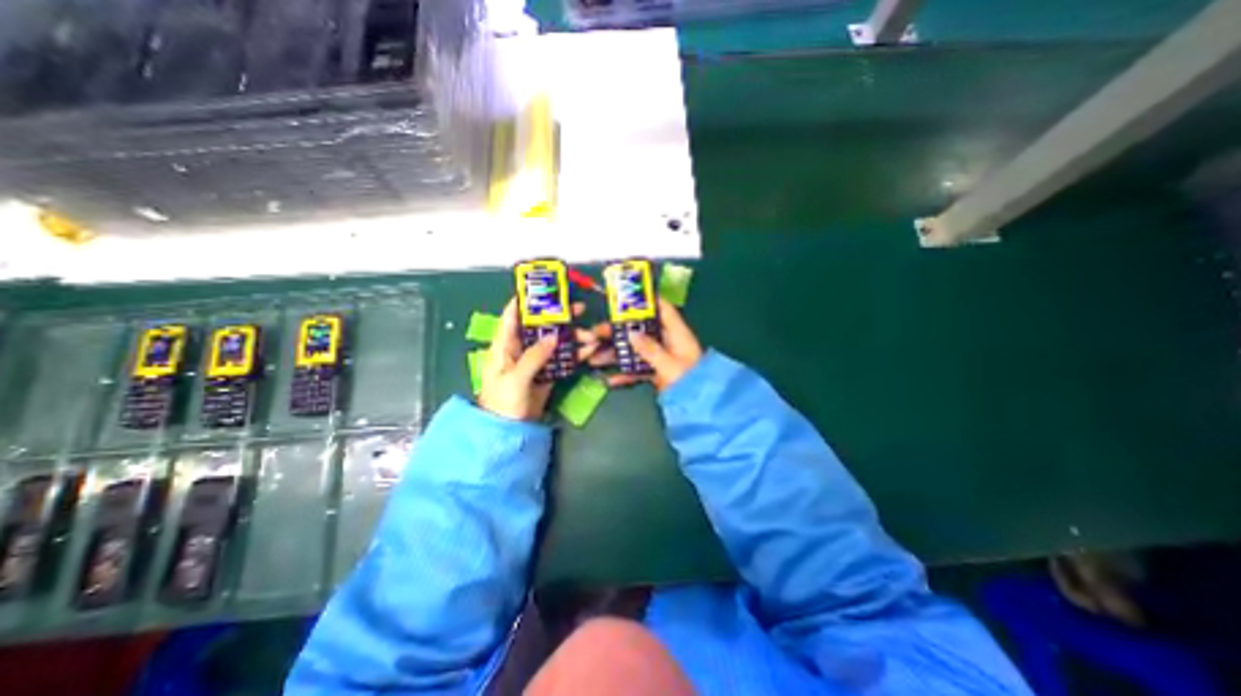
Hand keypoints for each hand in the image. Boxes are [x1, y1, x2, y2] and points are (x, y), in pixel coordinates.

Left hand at [478, 296, 601, 421]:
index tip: (543, 288)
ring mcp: (536, 360)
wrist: (509, 430)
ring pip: (556, 341)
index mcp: (505, 345)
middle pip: (541, 326)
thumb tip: (554, 337)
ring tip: (593, 335)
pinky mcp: (548, 372)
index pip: (513, 316)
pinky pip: (563, 358)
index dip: (525, 300)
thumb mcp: (516, 378)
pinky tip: (591, 350)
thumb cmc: (503, 402)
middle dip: (560, 316)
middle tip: (580, 308)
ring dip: (574, 337)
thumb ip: (534, 357)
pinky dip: (576, 354)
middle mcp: (521, 348)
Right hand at [588, 299, 701, 389]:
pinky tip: (609, 380)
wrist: (699, 406)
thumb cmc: (690, 381)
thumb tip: (631, 334)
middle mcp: (667, 343)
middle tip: (596, 332)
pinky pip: (637, 370)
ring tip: (594, 357)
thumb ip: (650, 349)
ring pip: (634, 350)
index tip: (625, 299)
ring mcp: (660, 358)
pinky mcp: (655, 373)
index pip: (664, 310)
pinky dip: (624, 374)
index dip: (647, 302)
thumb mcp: (670, 364)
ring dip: (615, 354)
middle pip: (641, 331)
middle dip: (618, 331)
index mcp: (677, 334)